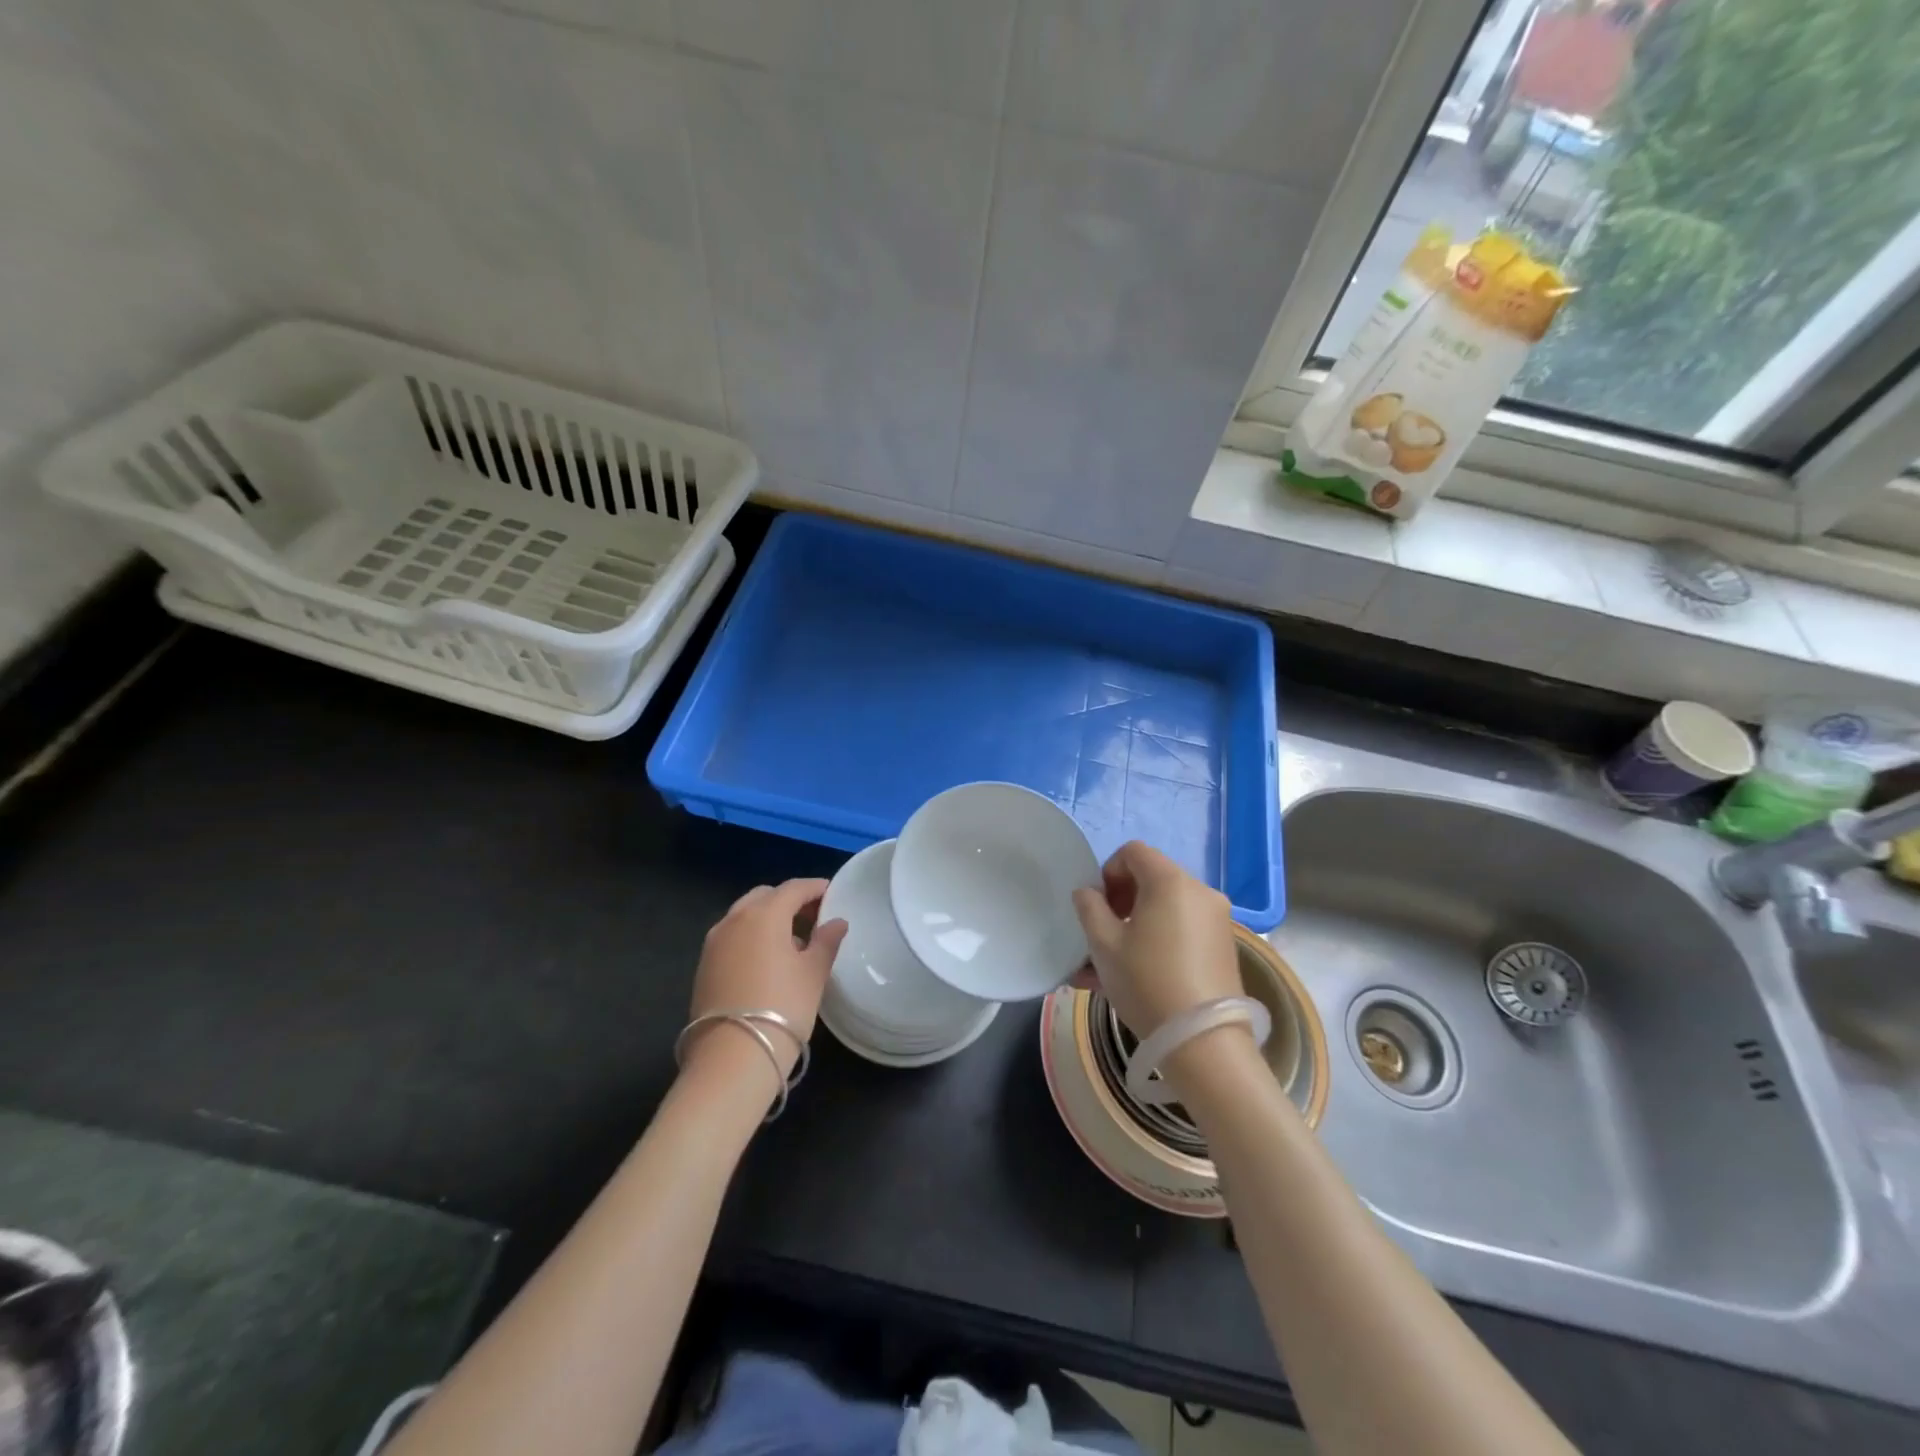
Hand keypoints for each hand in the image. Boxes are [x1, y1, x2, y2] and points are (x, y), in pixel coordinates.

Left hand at [685, 879, 847, 1078]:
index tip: (832, 894)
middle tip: (812, 918)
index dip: (815, 888)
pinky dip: (751, 937)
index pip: (793, 888)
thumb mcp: (813, 974)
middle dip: (789, 901)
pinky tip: (767, 961)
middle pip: (765, 897)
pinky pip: (732, 937)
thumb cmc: (783, 1008)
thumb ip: (826, 941)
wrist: (731, 1059)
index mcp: (764, 914)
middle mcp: (733, 920)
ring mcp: (713, 943)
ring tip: (792, 942)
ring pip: (744, 916)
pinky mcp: (703, 966)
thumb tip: (836, 922)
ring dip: (768, 919)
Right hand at [1072, 842, 1240, 1041]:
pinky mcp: (1223, 948)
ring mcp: (1216, 920)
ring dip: (1134, 927)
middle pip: (1151, 879)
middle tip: (1101, 934)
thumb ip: (1089, 908)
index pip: (1133, 852)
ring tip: (1107, 966)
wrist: (1203, 1042)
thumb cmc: (1146, 982)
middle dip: (1120, 902)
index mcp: (1170, 881)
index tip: (1097, 906)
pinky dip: (1157, 942)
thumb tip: (1088, 893)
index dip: (1108, 871)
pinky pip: (1181, 931)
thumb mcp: (1103, 944)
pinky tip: (1134, 977)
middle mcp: (1199, 891)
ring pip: (1164, 910)